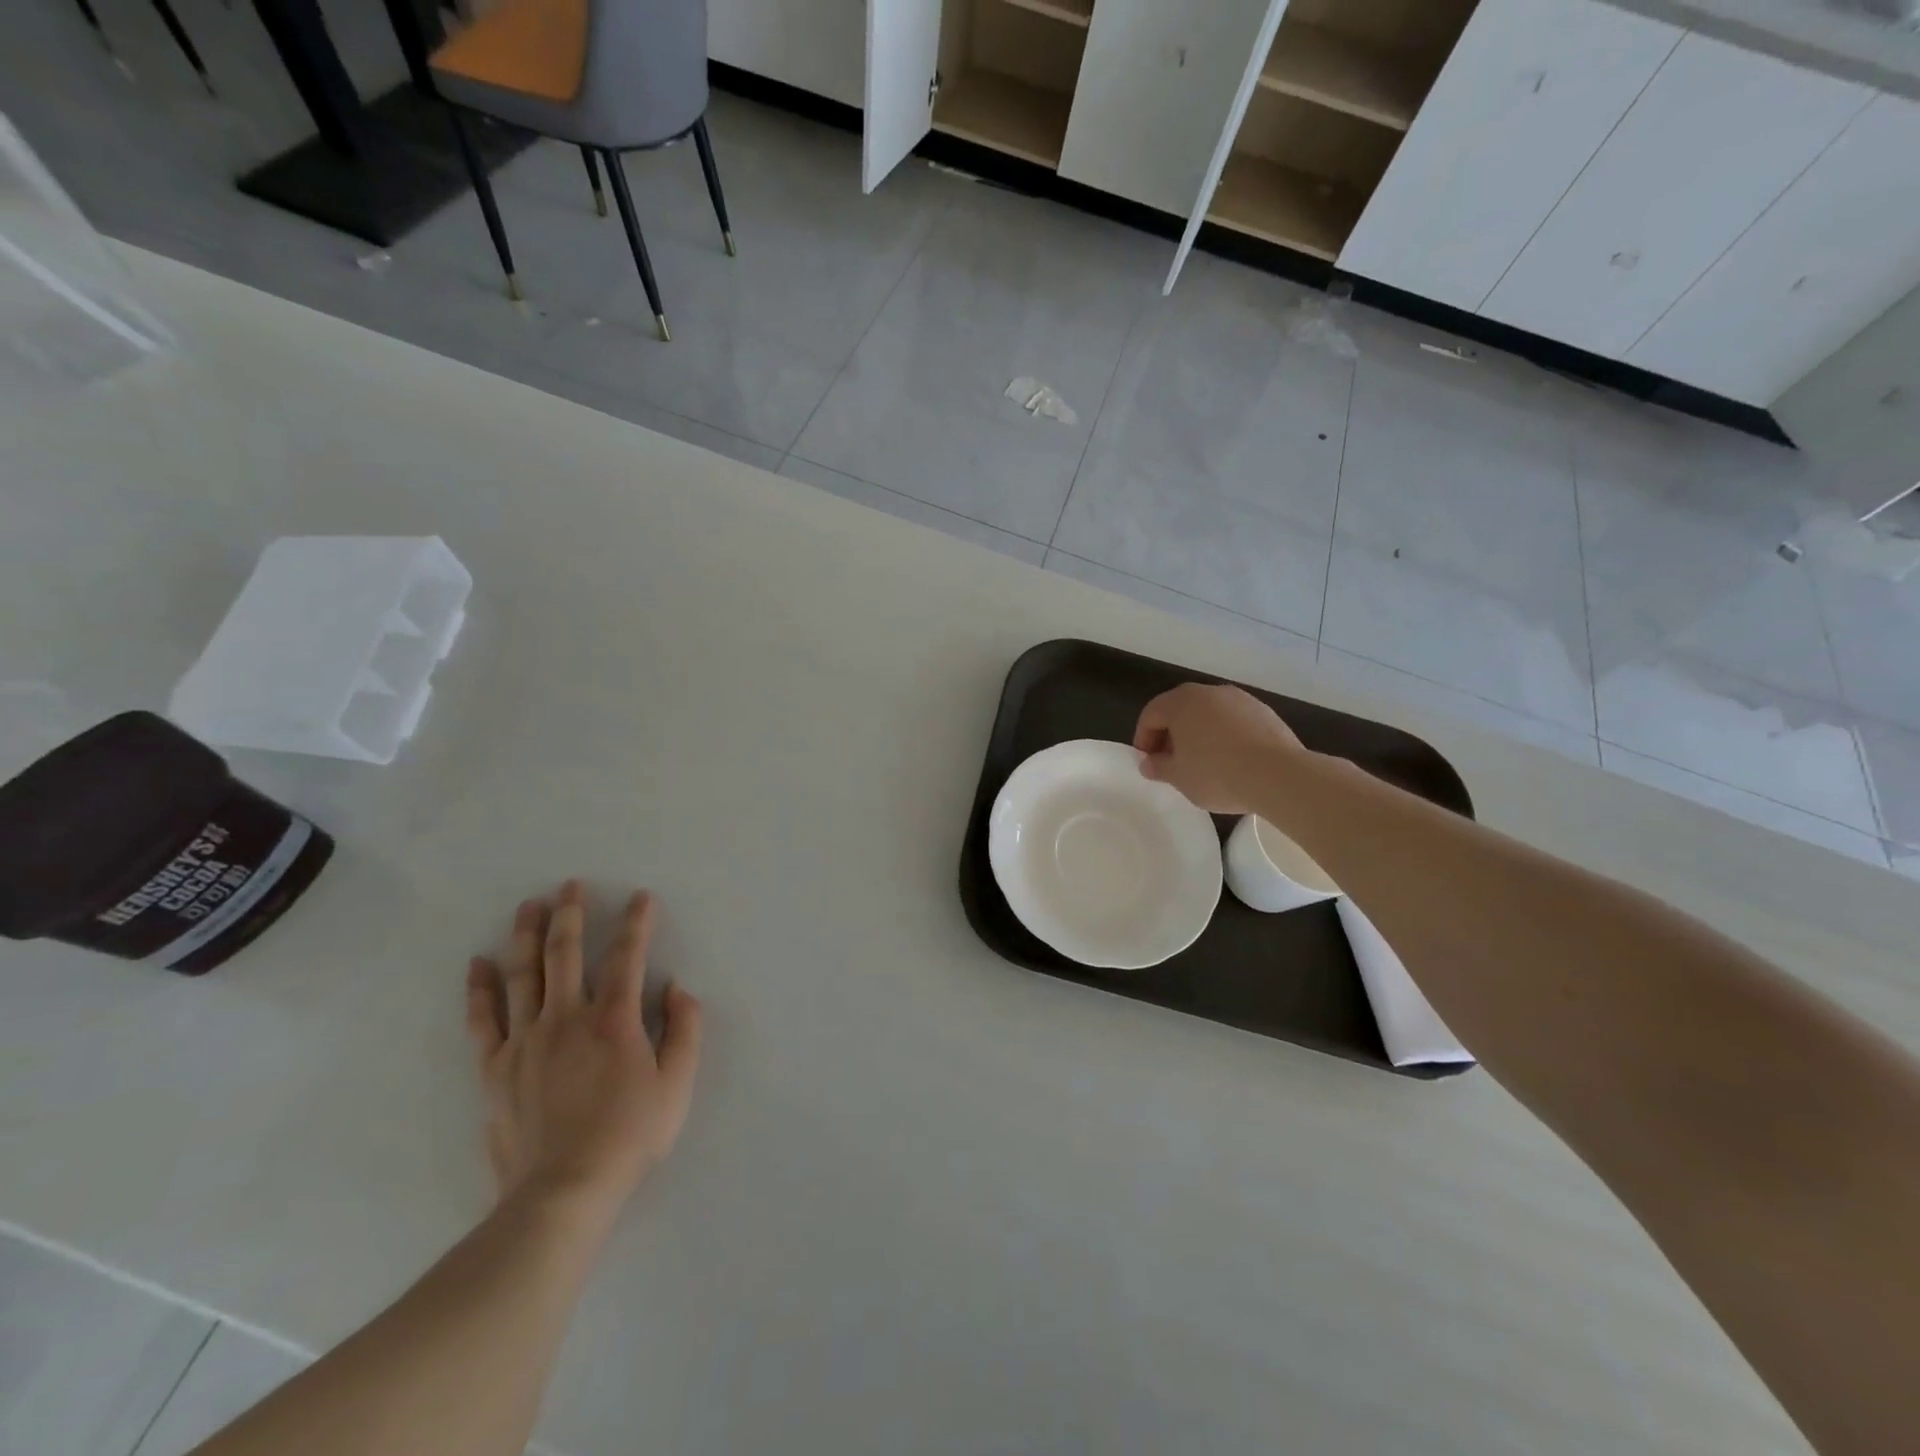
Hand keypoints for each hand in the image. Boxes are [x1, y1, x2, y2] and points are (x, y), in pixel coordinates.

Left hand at [465, 882, 702, 1218]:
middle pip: (565, 953)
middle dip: (571, 914)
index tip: (642, 898)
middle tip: (571, 885)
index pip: (627, 957)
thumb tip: (677, 988)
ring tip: (529, 906)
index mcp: (614, 1020)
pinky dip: (480, 988)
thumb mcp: (677, 1085)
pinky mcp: (495, 1067)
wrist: (562, 1192)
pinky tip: (478, 964)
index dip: (637, 923)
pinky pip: (484, 1019)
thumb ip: (684, 1030)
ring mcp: (526, 1041)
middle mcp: (567, 1018)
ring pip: (523, 975)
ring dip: (526, 936)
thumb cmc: (629, 1136)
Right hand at [1133, 683, 1304, 813]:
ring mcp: (1240, 699)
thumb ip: (1158, 767)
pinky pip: (1234, 722)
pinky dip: (1225, 736)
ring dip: (1199, 734)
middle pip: (1180, 710)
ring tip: (1203, 763)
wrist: (1278, 775)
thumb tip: (1149, 763)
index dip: (1143, 739)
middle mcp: (1209, 692)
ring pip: (1209, 714)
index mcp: (1181, 702)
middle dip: (1171, 735)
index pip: (1151, 714)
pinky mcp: (1264, 712)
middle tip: (1172, 762)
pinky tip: (1231, 761)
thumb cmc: (1216, 773)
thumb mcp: (1178, 777)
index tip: (1148, 763)